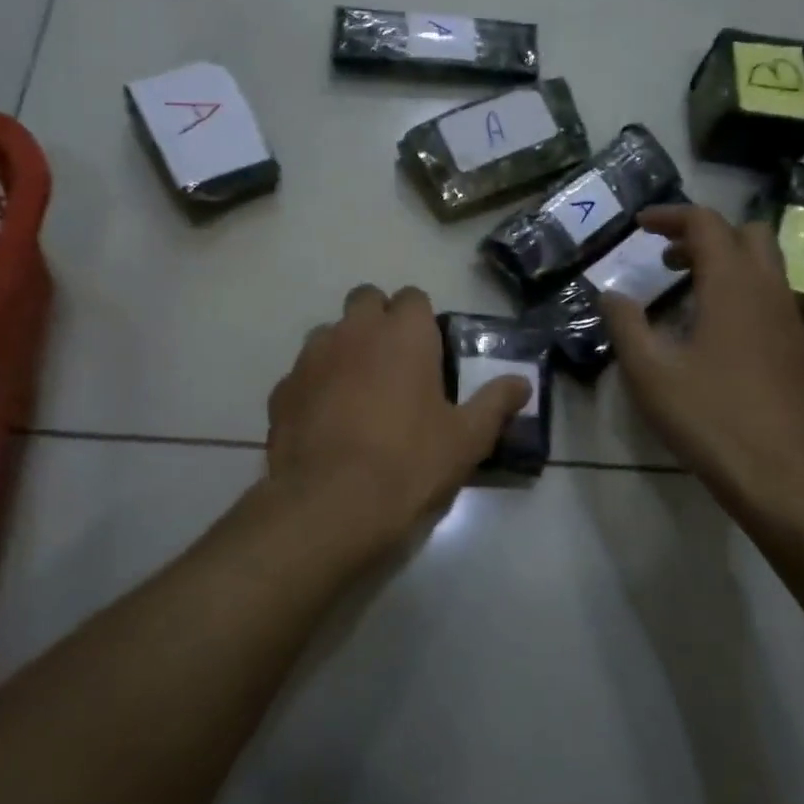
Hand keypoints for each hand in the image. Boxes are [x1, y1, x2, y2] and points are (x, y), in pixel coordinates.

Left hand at [266, 284, 529, 547]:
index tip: (429, 353)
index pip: (413, 297)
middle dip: (379, 321)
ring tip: (358, 394)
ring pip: (330, 333)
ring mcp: (311, 357)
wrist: (329, 505)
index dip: (422, 321)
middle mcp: (354, 331)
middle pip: (366, 300)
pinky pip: (303, 373)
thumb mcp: (467, 439)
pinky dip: (316, 386)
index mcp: (403, 333)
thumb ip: (495, 403)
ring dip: (345, 349)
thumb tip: (522, 383)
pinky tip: (326, 422)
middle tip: (395, 365)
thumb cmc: (409, 464)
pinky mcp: (282, 389)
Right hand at [601, 205, 803, 523]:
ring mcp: (790, 319)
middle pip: (746, 234)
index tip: (640, 225)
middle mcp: (769, 290)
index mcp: (732, 285)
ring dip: (726, 262)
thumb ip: (626, 324)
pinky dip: (742, 291)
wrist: (780, 473)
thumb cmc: (708, 416)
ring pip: (765, 265)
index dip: (671, 216)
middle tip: (667, 259)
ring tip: (686, 291)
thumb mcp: (650, 371)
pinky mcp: (798, 347)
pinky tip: (715, 331)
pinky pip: (771, 296)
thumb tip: (611, 294)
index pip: (706, 224)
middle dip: (704, 235)